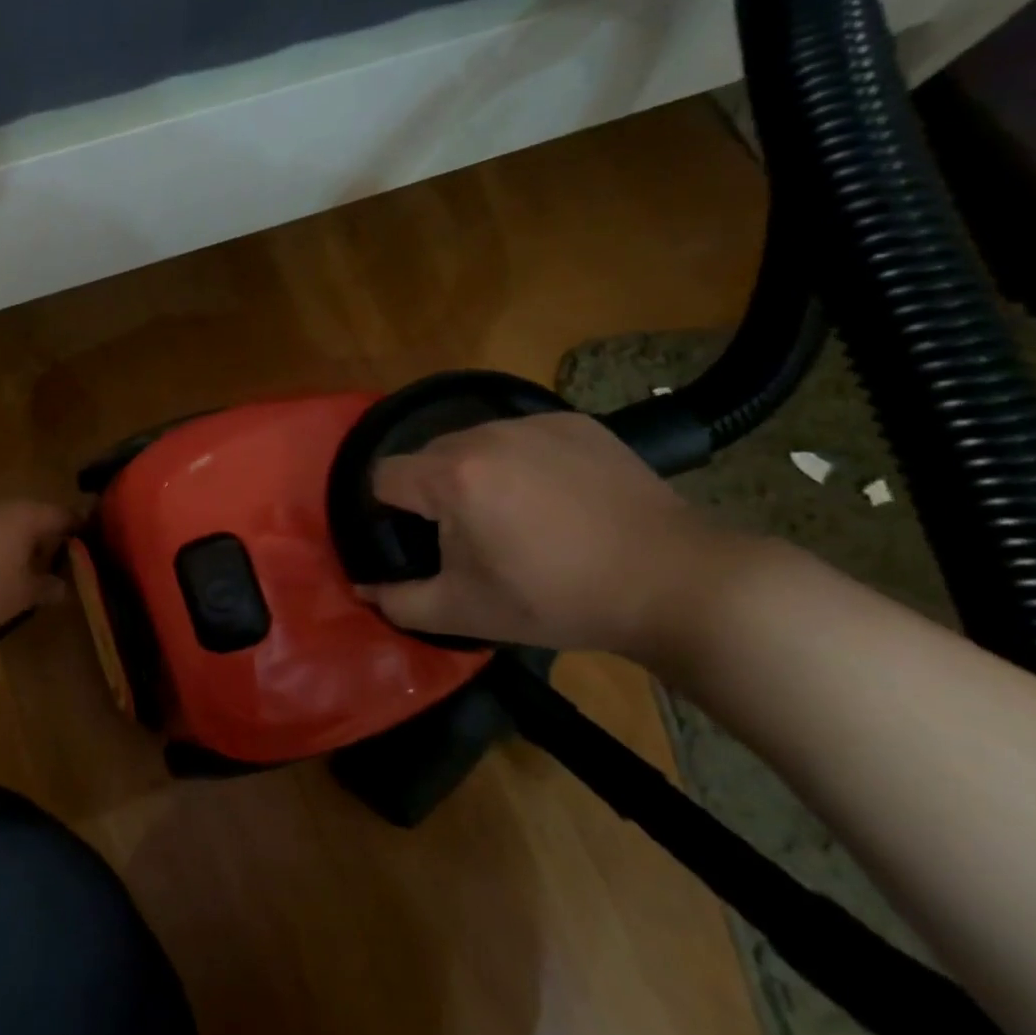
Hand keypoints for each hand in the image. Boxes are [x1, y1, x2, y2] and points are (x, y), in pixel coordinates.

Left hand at [0, 500, 73, 630]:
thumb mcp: (19, 595)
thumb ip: (45, 588)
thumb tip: (62, 585)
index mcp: (30, 516)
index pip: (67, 516)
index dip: (82, 531)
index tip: (93, 547)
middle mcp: (6, 505)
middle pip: (36, 520)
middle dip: (48, 542)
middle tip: (59, 567)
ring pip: (9, 527)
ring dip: (18, 547)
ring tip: (25, 573)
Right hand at [358, 412, 753, 655]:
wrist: (672, 581)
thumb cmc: (557, 599)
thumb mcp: (467, 612)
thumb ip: (400, 602)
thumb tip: (363, 589)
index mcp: (452, 477)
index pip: (382, 475)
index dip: (386, 510)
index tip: (415, 540)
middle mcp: (484, 435)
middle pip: (426, 455)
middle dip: (432, 491)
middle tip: (467, 535)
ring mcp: (533, 423)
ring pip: (473, 442)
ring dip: (474, 473)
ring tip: (512, 514)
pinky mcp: (575, 422)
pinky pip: (521, 435)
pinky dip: (520, 460)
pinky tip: (552, 496)